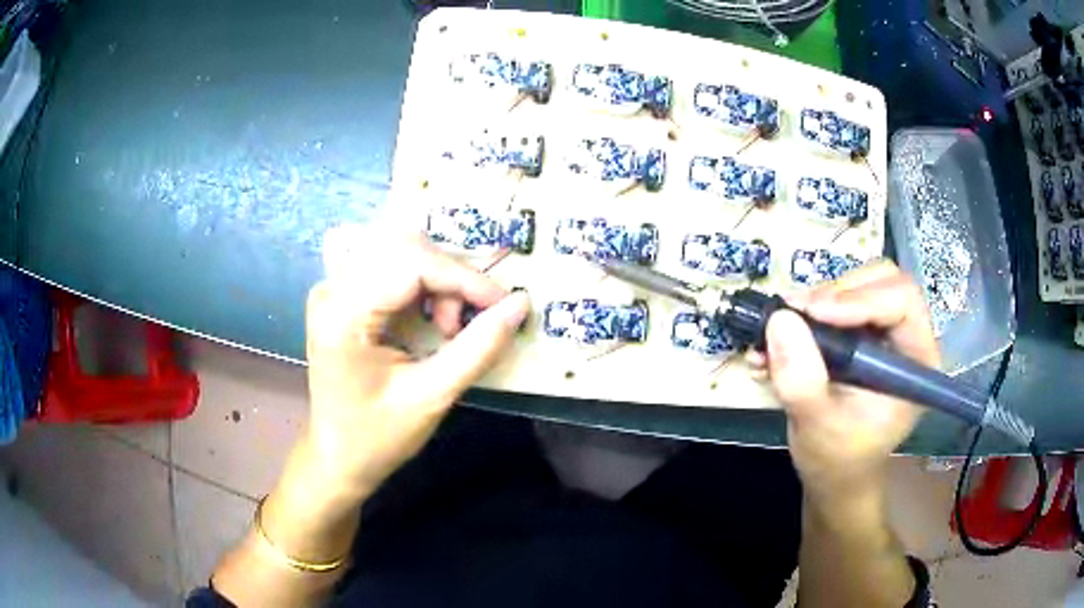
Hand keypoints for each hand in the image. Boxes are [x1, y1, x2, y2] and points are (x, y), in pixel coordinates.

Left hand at [302, 224, 530, 500]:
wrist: (337, 456)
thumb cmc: (378, 436)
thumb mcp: (432, 397)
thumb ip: (478, 348)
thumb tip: (520, 304)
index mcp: (343, 315)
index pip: (410, 263)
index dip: (464, 277)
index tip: (503, 304)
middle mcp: (331, 289)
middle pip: (403, 246)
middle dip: (449, 276)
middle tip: (465, 323)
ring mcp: (332, 288)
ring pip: (398, 249)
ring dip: (436, 279)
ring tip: (446, 327)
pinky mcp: (341, 294)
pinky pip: (388, 265)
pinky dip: (421, 282)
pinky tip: (429, 314)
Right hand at [765, 261, 939, 502]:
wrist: (834, 476)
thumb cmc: (838, 461)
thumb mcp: (818, 427)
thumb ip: (802, 381)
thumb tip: (780, 318)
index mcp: (917, 360)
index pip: (902, 301)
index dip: (859, 298)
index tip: (813, 313)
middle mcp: (907, 337)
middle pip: (883, 279)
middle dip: (838, 291)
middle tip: (799, 314)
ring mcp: (884, 332)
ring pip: (859, 282)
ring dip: (820, 299)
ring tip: (784, 326)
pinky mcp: (862, 333)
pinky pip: (840, 299)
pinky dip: (809, 310)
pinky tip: (781, 336)